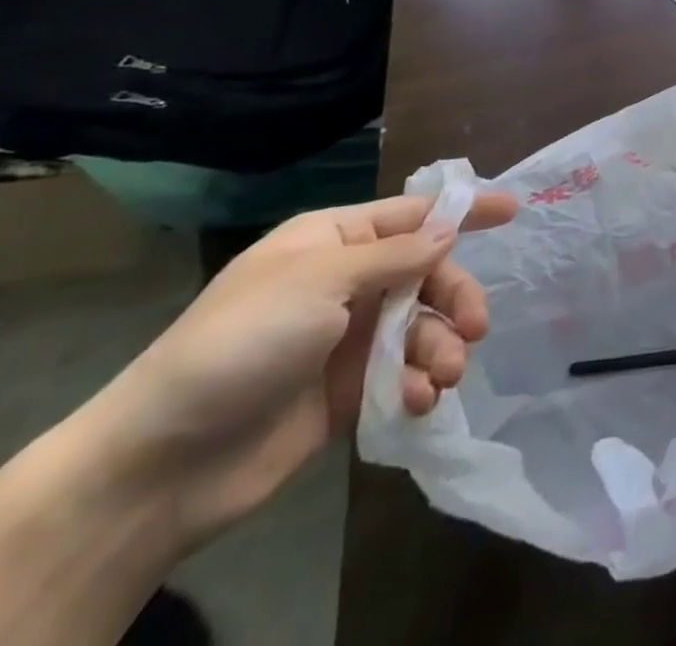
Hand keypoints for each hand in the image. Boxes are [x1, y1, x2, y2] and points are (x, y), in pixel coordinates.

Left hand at [83, 191, 516, 544]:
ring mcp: (347, 338)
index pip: (412, 215)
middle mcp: (346, 283)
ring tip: (445, 374)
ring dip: (440, 346)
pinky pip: (400, 374)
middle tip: (476, 325)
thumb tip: (447, 231)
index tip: (514, 210)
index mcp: (333, 242)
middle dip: (455, 296)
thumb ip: (394, 257)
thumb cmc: (241, 344)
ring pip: (419, 326)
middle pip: (426, 274)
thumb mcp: (320, 283)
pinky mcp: (346, 392)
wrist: (161, 464)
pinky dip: (417, 384)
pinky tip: (418, 401)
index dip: (463, 211)